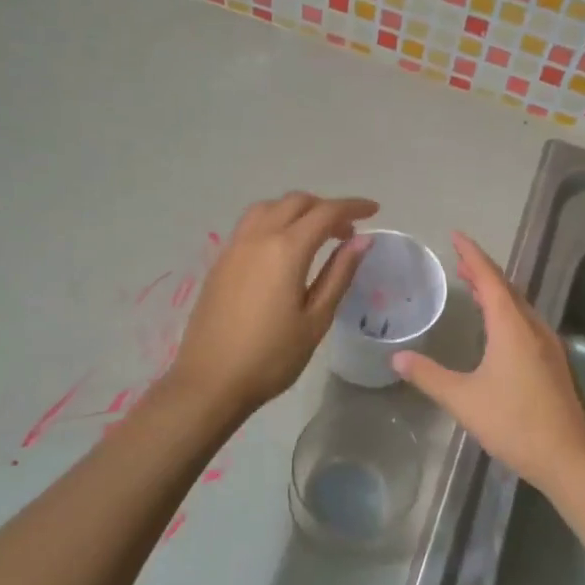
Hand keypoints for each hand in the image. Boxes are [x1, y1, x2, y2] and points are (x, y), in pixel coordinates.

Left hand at [165, 192, 377, 418]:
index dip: (353, 207)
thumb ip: (339, 274)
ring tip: (315, 234)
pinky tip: (283, 250)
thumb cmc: (271, 357)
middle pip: (295, 202)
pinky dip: (274, 221)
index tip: (374, 210)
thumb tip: (362, 241)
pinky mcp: (220, 261)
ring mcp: (234, 247)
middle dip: (325, 207)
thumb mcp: (316, 319)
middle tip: (347, 231)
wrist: (210, 382)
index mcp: (285, 249)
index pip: (325, 212)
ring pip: (269, 207)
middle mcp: (257, 237)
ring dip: (296, 210)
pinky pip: (251, 224)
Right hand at [392, 232, 584, 498]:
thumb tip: (396, 358)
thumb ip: (429, 376)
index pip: (490, 278)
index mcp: (512, 327)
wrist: (569, 458)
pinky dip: (507, 312)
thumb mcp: (463, 399)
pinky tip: (498, 328)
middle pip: (507, 288)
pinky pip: (526, 323)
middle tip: (459, 262)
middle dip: (482, 272)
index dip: (471, 255)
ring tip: (474, 288)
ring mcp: (548, 345)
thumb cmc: (514, 423)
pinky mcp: (554, 363)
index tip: (456, 235)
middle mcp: (533, 327)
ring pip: (519, 306)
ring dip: (496, 292)